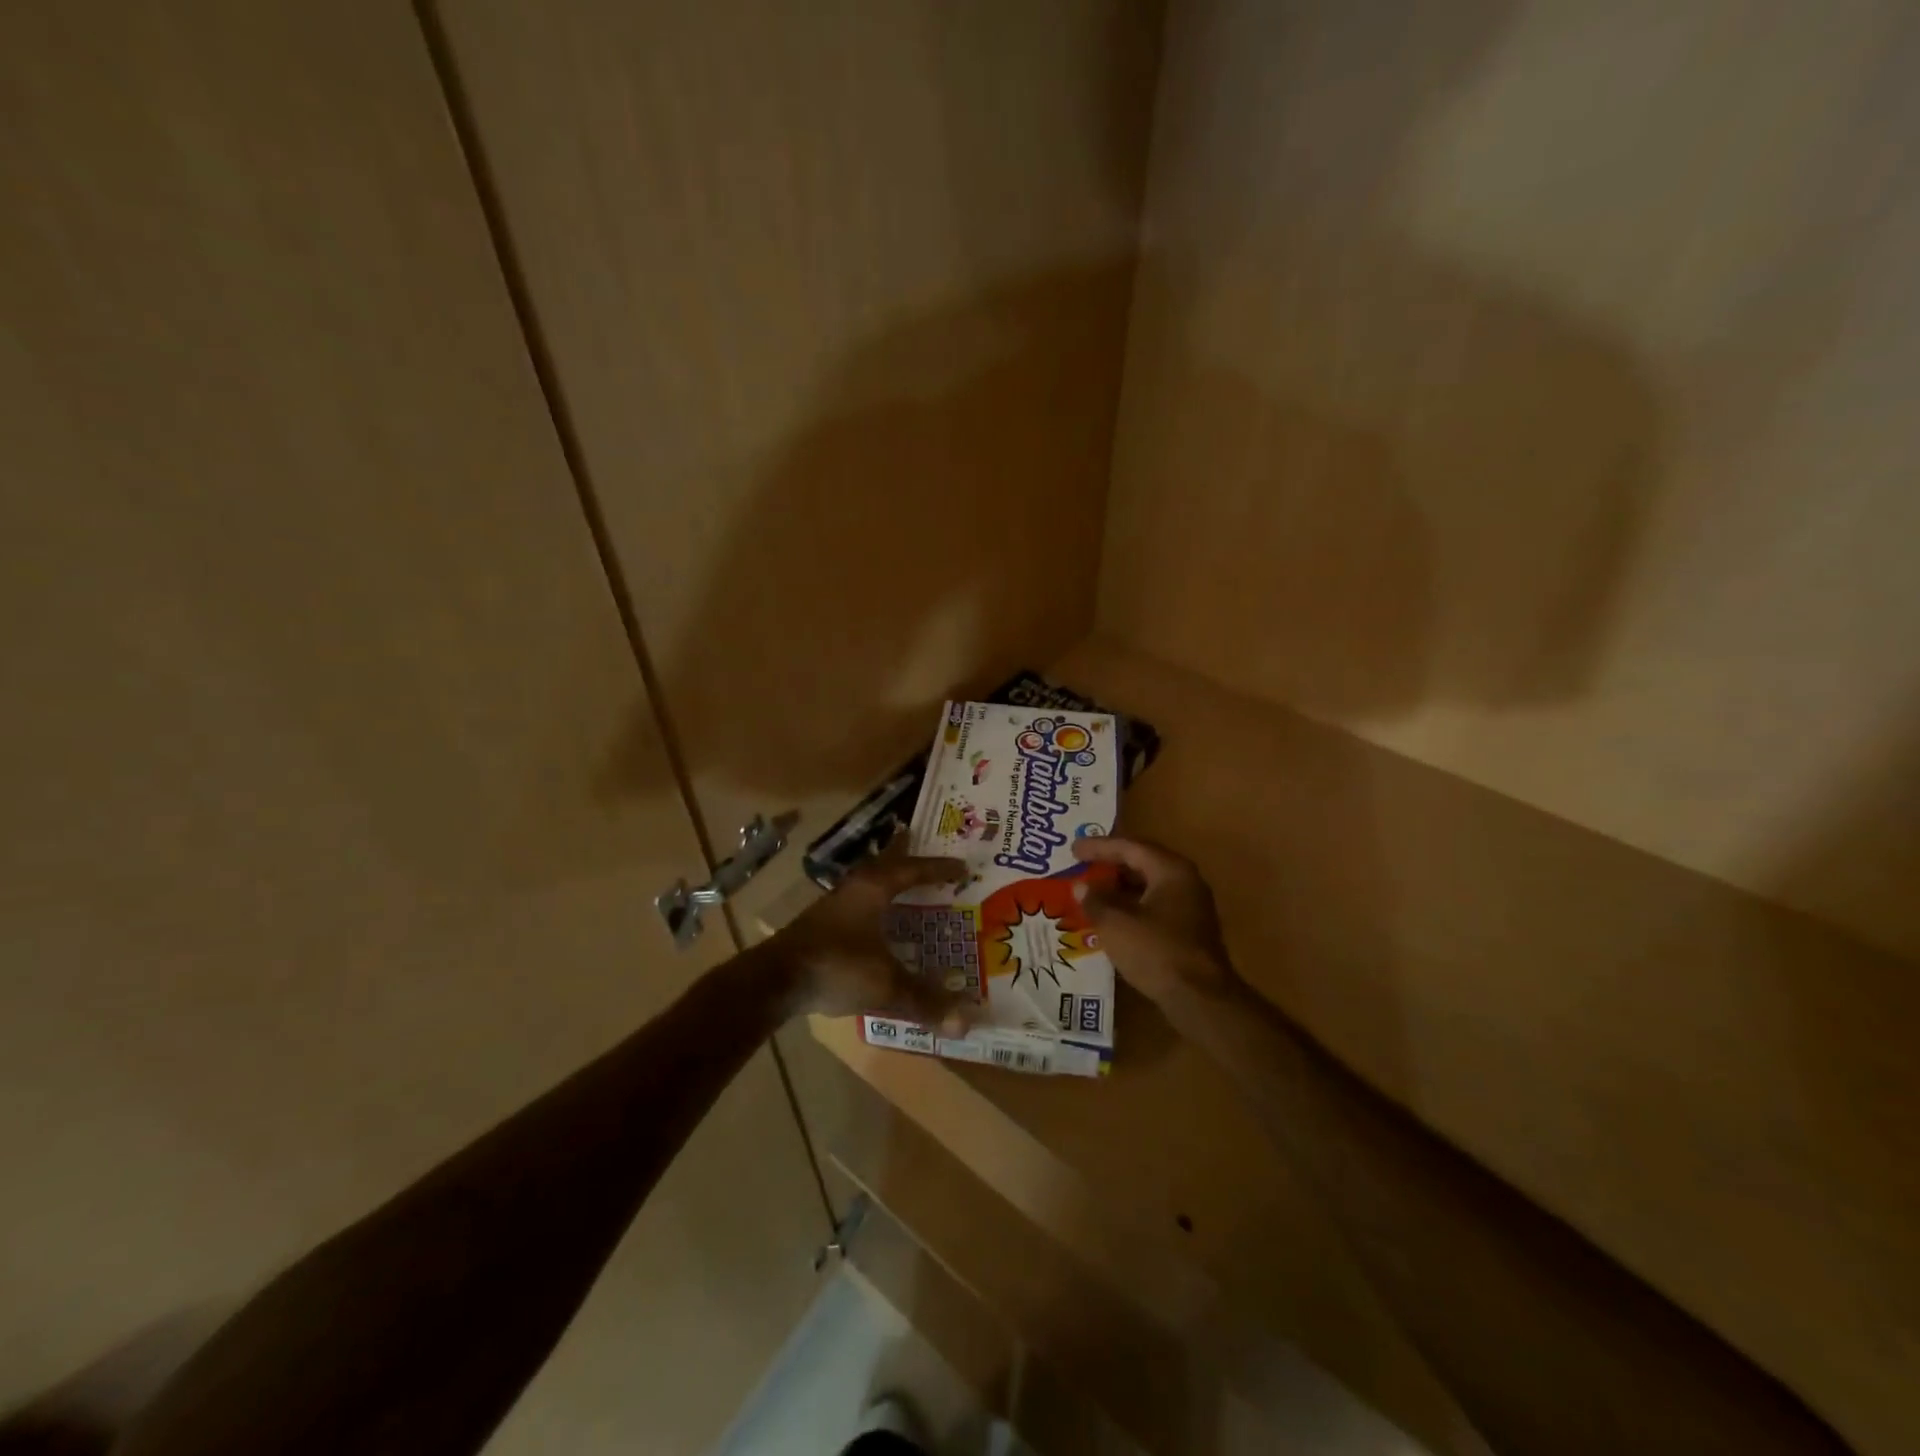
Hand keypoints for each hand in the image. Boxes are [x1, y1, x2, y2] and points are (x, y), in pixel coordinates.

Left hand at [765, 848, 972, 1024]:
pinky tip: (882, 924)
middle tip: (935, 861)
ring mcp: (834, 905)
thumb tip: (965, 1023)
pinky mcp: (821, 925)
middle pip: (889, 866)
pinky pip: (860, 904)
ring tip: (913, 888)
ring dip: (892, 884)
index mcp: (873, 889)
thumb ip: (925, 1001)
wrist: (774, 982)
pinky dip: (878, 907)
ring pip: (871, 884)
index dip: (939, 869)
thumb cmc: (835, 967)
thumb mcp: (885, 985)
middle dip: (911, 862)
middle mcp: (854, 888)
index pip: (913, 869)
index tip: (963, 867)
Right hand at [1071, 836, 1240, 1007]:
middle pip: (1142, 863)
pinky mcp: (1189, 930)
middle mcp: (1185, 881)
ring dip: (1119, 888)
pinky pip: (1154, 906)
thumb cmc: (1156, 951)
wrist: (1200, 999)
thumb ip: (1095, 900)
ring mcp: (1191, 906)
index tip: (1073, 849)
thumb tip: (1081, 886)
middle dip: (1110, 865)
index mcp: (1170, 870)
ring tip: (1092, 892)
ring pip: (1149, 886)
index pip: (1130, 847)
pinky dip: (1131, 906)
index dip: (1099, 847)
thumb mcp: (1116, 923)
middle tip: (1082, 866)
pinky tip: (1112, 919)